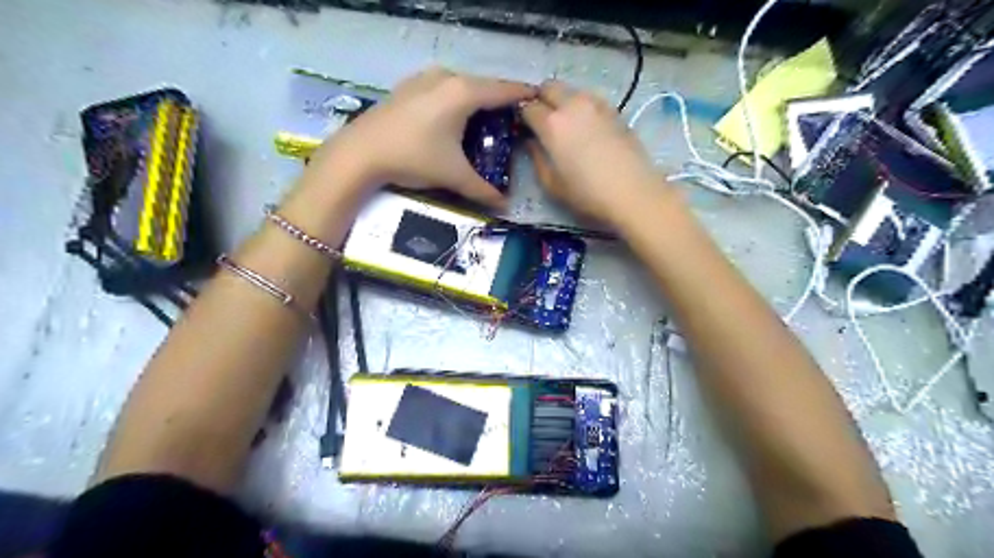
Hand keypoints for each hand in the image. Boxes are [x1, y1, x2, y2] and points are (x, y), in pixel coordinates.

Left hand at [308, 67, 535, 208]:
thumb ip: (483, 190)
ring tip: (485, 120)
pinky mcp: (408, 87)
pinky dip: (455, 100)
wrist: (360, 153)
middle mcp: (446, 78)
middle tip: (513, 121)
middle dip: (500, 101)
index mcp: (463, 93)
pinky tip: (453, 119)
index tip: (538, 102)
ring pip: (462, 85)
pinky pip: (443, 88)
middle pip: (484, 86)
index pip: (504, 91)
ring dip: (477, 100)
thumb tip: (505, 206)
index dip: (523, 96)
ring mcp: (424, 79)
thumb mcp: (453, 176)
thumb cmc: (413, 158)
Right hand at [520, 79, 665, 227]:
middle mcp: (572, 105)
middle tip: (541, 120)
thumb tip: (532, 142)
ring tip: (565, 123)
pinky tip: (586, 127)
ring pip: (571, 90)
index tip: (523, 128)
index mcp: (552, 124)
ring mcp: (596, 104)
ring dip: (562, 100)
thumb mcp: (552, 184)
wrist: (633, 192)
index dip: (522, 117)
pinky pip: (590, 99)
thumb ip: (537, 159)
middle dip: (540, 98)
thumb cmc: (587, 193)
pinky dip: (581, 106)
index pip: (528, 108)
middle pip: (549, 87)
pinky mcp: (614, 110)